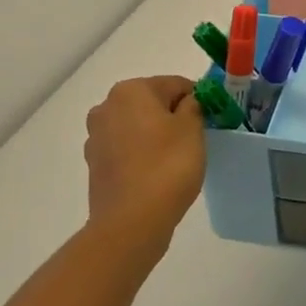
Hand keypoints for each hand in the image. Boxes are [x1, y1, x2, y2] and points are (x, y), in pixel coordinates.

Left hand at [82, 76, 206, 265]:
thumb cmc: (167, 166)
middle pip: (152, 103)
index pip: (175, 84)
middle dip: (173, 116)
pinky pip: (126, 149)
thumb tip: (188, 102)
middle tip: (195, 139)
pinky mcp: (95, 164)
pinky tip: (157, 173)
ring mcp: (96, 136)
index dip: (197, 99)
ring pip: (137, 126)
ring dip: (156, 135)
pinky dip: (142, 154)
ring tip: (176, 159)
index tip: (211, 119)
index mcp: (131, 90)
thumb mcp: (193, 129)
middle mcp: (107, 107)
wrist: (131, 222)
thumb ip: (194, 106)